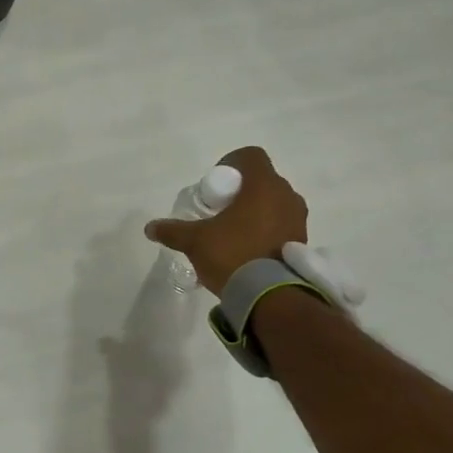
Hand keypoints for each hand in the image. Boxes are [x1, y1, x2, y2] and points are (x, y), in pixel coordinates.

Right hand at [144, 146, 308, 294]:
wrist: (270, 296)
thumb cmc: (233, 255)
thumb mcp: (195, 241)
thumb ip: (172, 231)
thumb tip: (150, 227)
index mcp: (263, 186)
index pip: (251, 156)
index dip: (231, 163)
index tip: (216, 184)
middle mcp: (286, 196)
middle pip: (262, 180)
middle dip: (241, 191)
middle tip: (220, 210)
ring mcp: (298, 219)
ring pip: (275, 203)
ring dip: (256, 211)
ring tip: (234, 232)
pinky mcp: (302, 242)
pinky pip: (282, 225)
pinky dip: (267, 230)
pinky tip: (248, 250)